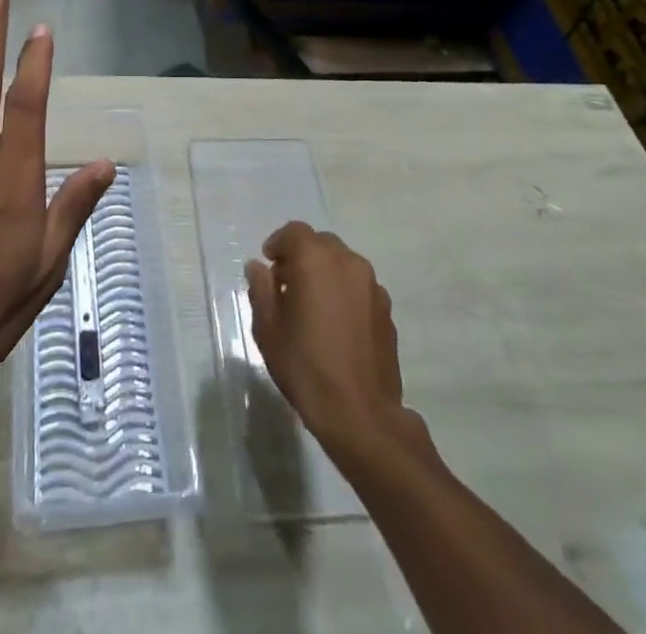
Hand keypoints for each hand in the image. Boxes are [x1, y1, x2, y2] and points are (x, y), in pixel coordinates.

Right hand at [245, 222, 421, 456]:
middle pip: (321, 243)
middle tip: (286, 285)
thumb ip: (261, 289)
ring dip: (325, 273)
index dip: (278, 244)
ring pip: (343, 263)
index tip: (268, 265)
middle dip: (302, 256)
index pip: (294, 232)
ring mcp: (372, 285)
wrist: (360, 414)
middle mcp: (348, 262)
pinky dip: (344, 292)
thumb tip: (258, 267)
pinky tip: (336, 324)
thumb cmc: (306, 367)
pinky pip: (359, 286)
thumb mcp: (268, 328)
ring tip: (313, 306)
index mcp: (316, 260)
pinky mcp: (386, 309)